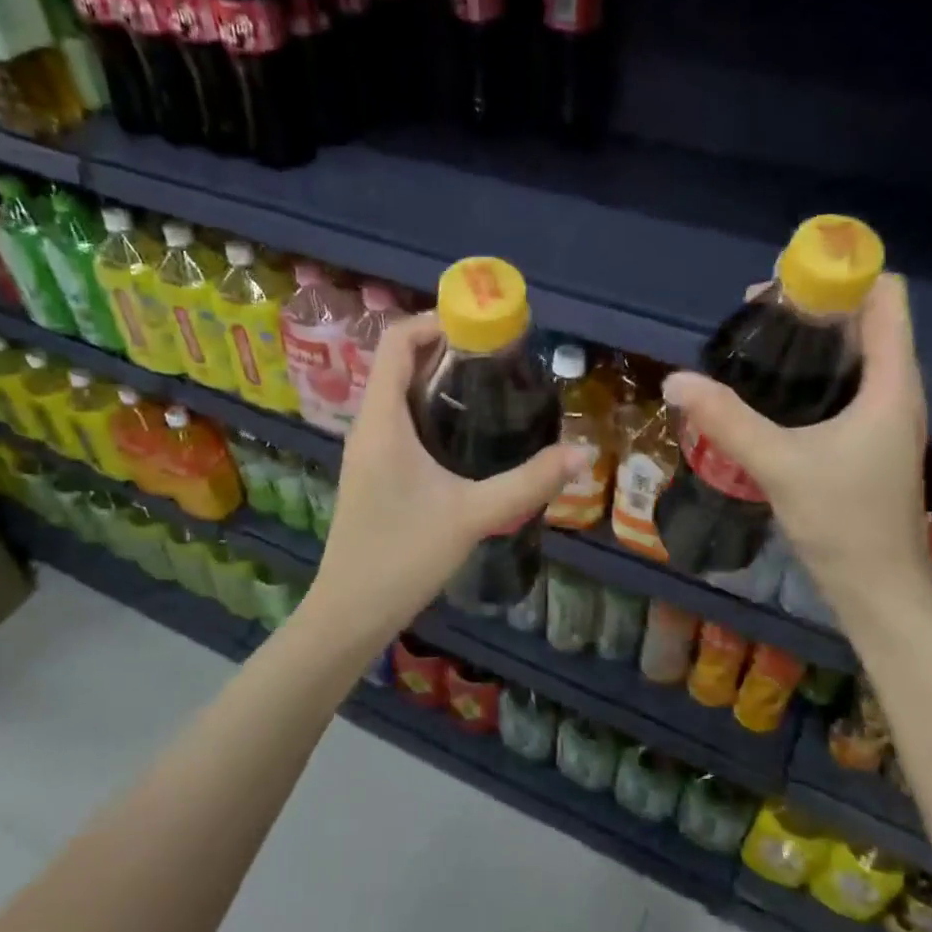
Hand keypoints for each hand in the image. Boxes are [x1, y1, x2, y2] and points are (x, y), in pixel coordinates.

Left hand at [306, 313, 584, 637]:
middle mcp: (368, 426)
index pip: (396, 342)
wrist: (351, 611)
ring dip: (436, 378)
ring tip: (489, 385)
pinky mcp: (373, 471)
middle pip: (399, 362)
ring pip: (398, 393)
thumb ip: (529, 483)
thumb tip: (581, 454)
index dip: (435, 320)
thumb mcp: (473, 516)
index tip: (483, 326)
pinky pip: (398, 420)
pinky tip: (465, 433)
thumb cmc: (403, 557)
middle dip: (445, 348)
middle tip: (499, 355)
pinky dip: (429, 408)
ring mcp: (367, 450)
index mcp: (381, 421)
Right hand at [661, 274, 931, 628]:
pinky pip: (845, 384)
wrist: (877, 589)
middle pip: (866, 319)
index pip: (886, 295)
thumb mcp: (779, 465)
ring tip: (755, 346)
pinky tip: (771, 390)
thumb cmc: (843, 522)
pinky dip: (812, 372)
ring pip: (854, 353)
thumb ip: (727, 420)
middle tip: (753, 317)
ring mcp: (883, 416)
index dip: (841, 275)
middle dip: (814, 305)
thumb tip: (675, 379)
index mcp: (890, 382)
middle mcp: (894, 389)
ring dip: (811, 339)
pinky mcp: (868, 439)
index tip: (784, 284)